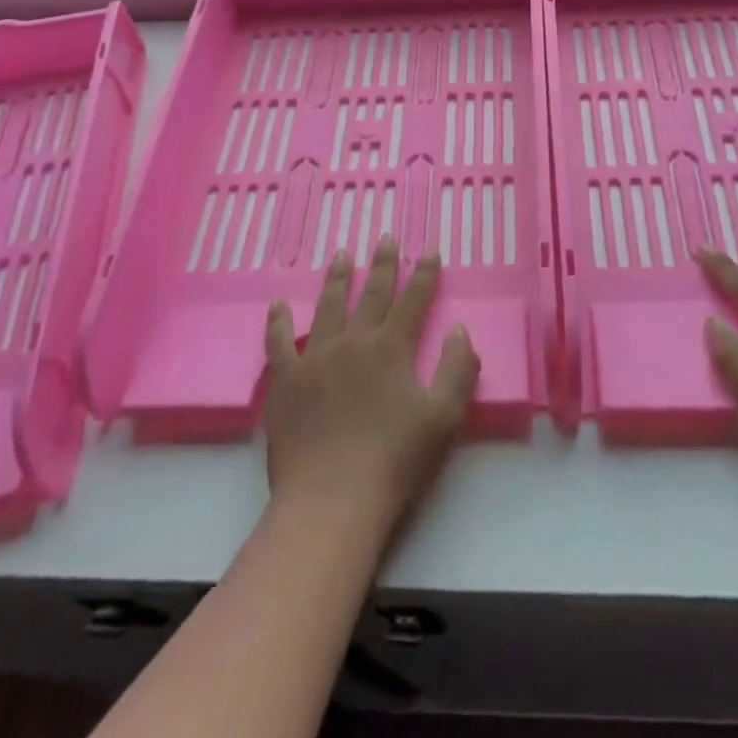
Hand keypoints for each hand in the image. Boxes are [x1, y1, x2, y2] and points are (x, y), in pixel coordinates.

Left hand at [263, 239, 479, 539]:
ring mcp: (315, 358)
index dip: (424, 273)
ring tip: (342, 254)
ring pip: (328, 306)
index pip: (413, 299)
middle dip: (382, 263)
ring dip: (337, 278)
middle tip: (384, 236)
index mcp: (391, 348)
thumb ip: (458, 369)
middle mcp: (353, 341)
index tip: (430, 249)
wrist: (331, 501)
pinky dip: (278, 322)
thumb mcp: (444, 417)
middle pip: (372, 293)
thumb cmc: (395, 461)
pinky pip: (279, 342)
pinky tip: (278, 305)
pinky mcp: (285, 381)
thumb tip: (459, 329)